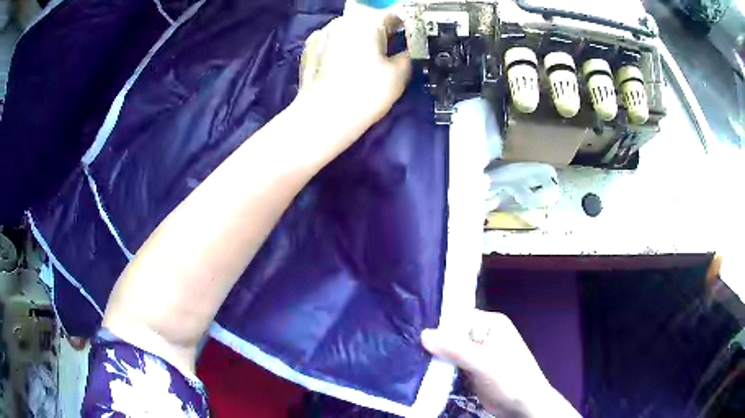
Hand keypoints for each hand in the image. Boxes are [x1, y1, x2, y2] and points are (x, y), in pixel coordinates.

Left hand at [298, 13, 410, 130]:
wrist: (322, 118)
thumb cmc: (364, 94)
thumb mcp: (399, 75)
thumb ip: (409, 55)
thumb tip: (407, 51)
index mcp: (366, 22)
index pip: (393, 15)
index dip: (405, 28)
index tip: (410, 41)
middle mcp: (342, 21)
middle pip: (368, 21)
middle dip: (380, 34)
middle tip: (388, 55)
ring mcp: (321, 34)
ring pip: (348, 31)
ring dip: (359, 41)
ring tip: (363, 63)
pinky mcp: (307, 49)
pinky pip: (331, 43)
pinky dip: (339, 49)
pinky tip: (342, 67)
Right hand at [422, 310, 579, 416]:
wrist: (522, 405)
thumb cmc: (509, 378)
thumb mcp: (483, 362)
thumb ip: (454, 348)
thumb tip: (423, 334)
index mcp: (490, 324)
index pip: (458, 317)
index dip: (437, 324)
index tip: (413, 330)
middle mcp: (482, 335)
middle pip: (451, 334)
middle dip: (433, 342)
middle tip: (407, 346)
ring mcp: (477, 353)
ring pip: (449, 351)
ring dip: (434, 358)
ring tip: (409, 359)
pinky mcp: (471, 370)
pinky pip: (451, 366)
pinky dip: (439, 370)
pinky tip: (421, 372)